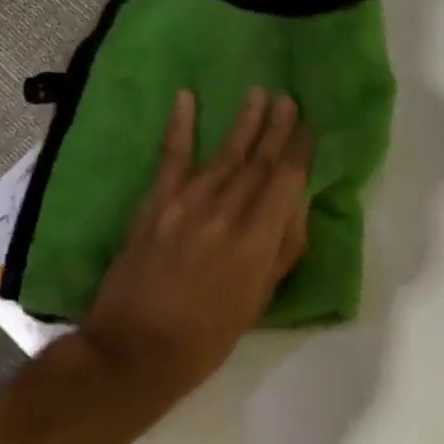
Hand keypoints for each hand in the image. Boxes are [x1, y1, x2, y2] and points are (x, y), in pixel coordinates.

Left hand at [82, 87, 311, 399]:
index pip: (285, 182)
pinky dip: (180, 127)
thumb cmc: (206, 337)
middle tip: (289, 99)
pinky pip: (171, 159)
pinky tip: (187, 98)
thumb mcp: (257, 302)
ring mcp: (186, 205)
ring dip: (244, 123)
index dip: (299, 151)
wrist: (134, 350)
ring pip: (224, 154)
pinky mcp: (154, 205)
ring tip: (259, 94)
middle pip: (258, 162)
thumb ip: (281, 252)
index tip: (309, 126)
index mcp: (256, 241)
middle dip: (276, 128)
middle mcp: (226, 213)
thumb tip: (296, 207)